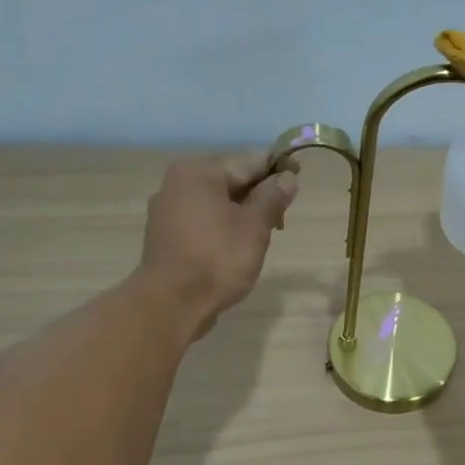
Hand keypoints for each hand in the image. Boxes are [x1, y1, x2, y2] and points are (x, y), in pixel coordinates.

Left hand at [138, 152, 297, 340]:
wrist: (172, 303)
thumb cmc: (217, 259)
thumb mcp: (254, 226)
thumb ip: (272, 197)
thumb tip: (287, 178)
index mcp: (199, 172)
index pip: (248, 161)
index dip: (277, 167)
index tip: (299, 175)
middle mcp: (177, 184)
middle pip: (230, 180)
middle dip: (259, 194)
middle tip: (283, 215)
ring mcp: (167, 211)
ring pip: (216, 203)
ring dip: (243, 212)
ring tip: (264, 234)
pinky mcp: (166, 236)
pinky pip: (202, 221)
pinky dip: (223, 226)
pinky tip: (237, 246)